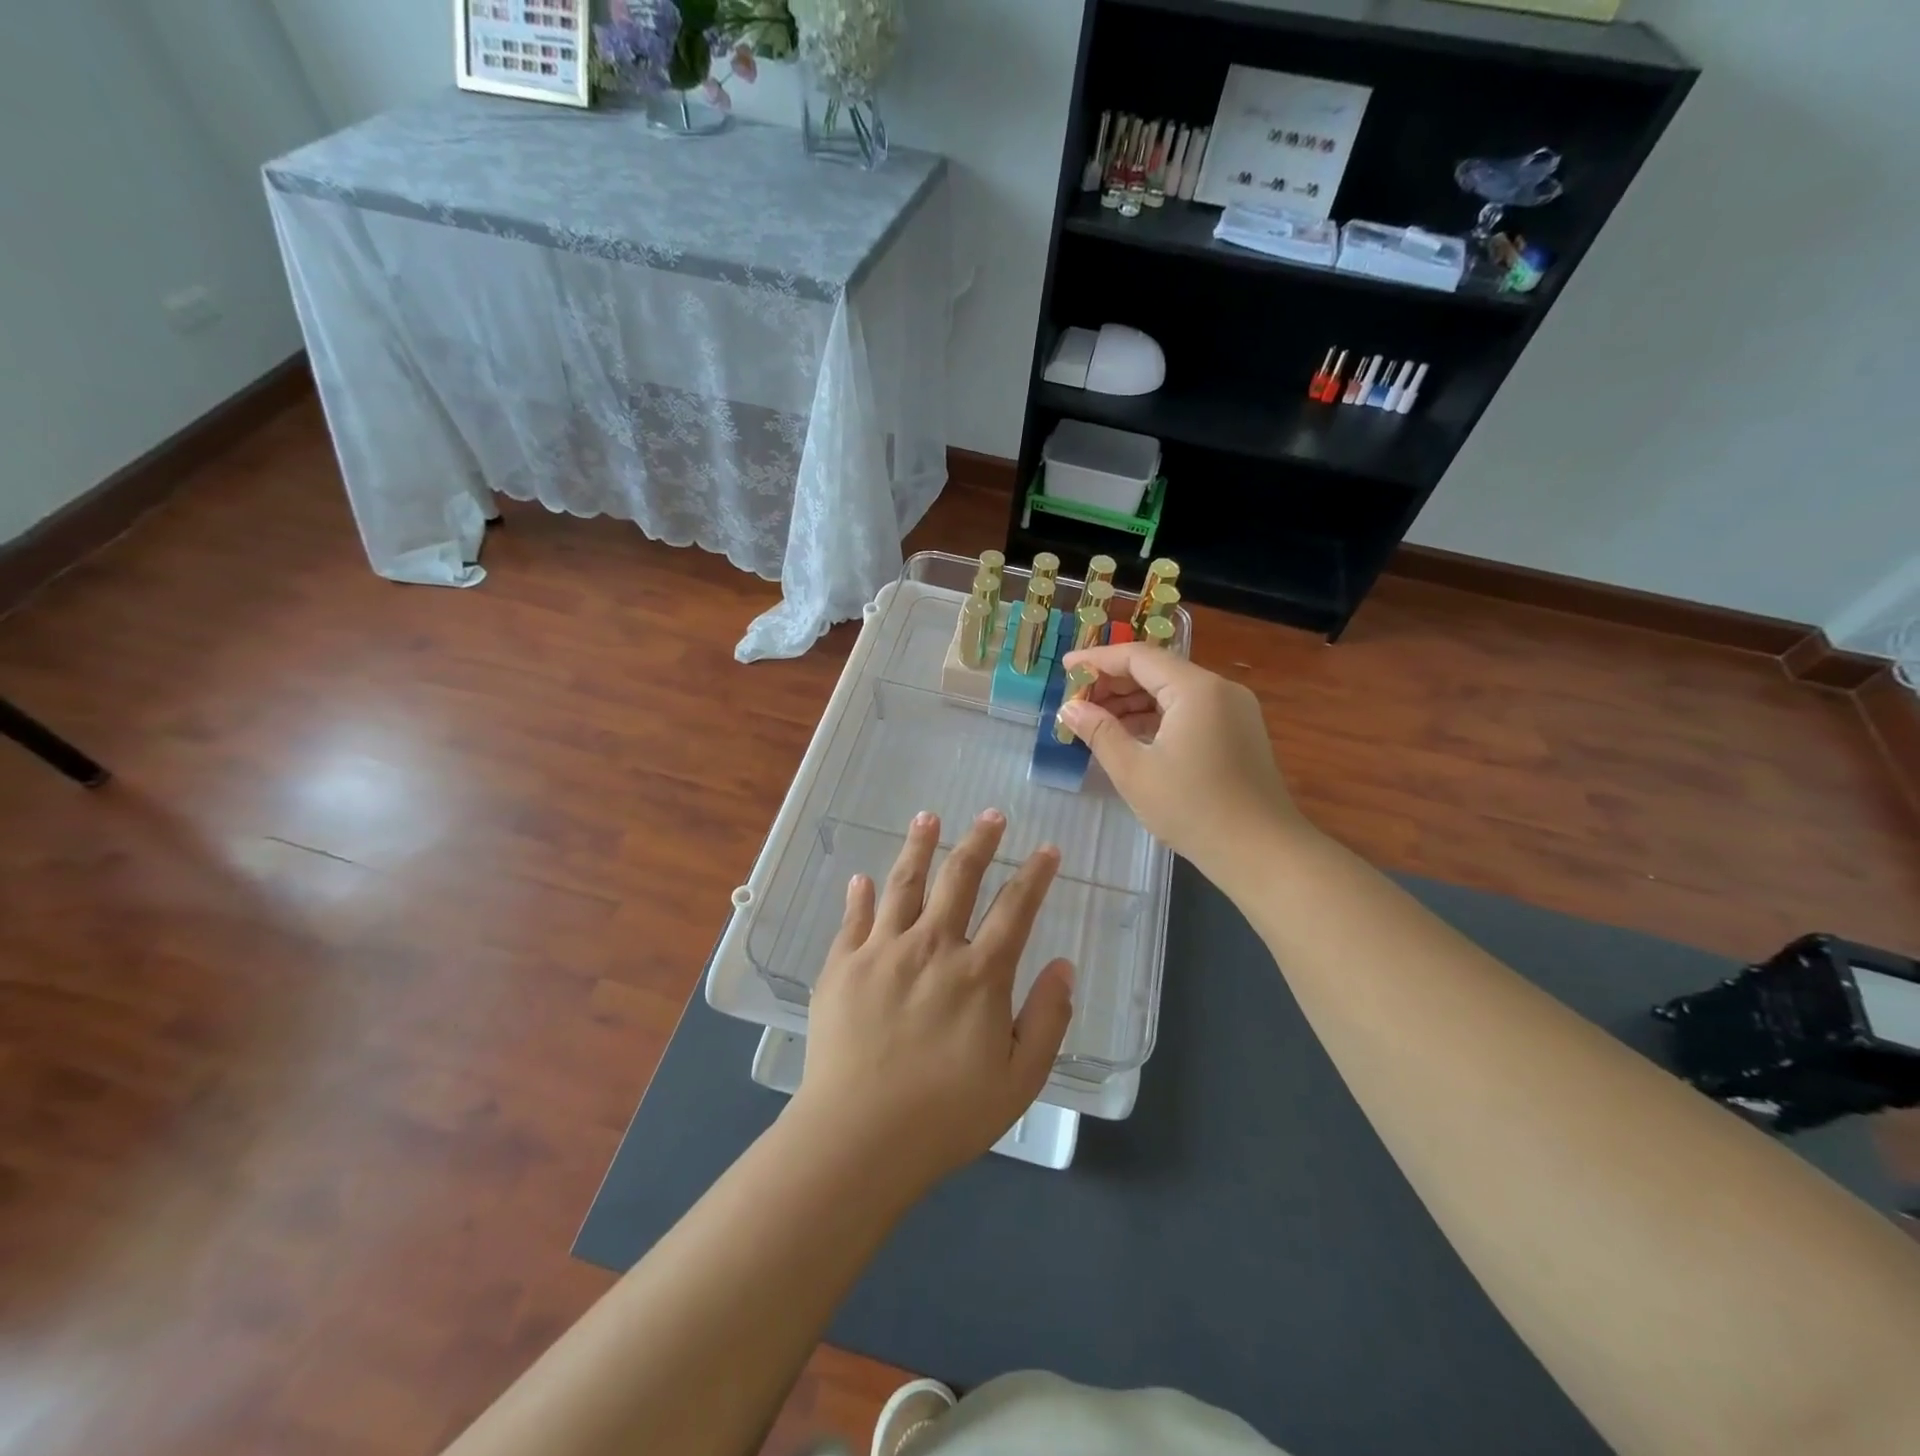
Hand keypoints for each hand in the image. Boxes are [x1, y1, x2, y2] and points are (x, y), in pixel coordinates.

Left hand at [791, 809, 1074, 1193]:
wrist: (859, 1138)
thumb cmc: (947, 1116)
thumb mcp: (1020, 1079)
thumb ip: (1048, 1018)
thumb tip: (1063, 965)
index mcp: (979, 973)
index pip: (1016, 908)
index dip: (1035, 875)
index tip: (1047, 850)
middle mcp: (932, 946)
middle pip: (959, 878)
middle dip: (980, 841)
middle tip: (991, 815)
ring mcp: (882, 951)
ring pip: (904, 883)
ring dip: (919, 846)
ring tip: (928, 817)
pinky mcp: (842, 965)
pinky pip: (854, 919)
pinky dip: (861, 895)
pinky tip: (863, 878)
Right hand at [1059, 642, 1306, 877]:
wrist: (1261, 852)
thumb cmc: (1192, 809)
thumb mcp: (1134, 771)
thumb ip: (1099, 732)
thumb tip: (1069, 708)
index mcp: (1196, 689)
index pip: (1138, 657)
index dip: (1097, 660)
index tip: (1064, 667)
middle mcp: (1219, 690)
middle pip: (1157, 670)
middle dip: (1113, 682)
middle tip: (1075, 701)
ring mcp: (1233, 711)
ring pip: (1173, 692)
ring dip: (1133, 702)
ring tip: (1095, 721)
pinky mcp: (1237, 732)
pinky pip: (1189, 711)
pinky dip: (1156, 717)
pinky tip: (1129, 736)